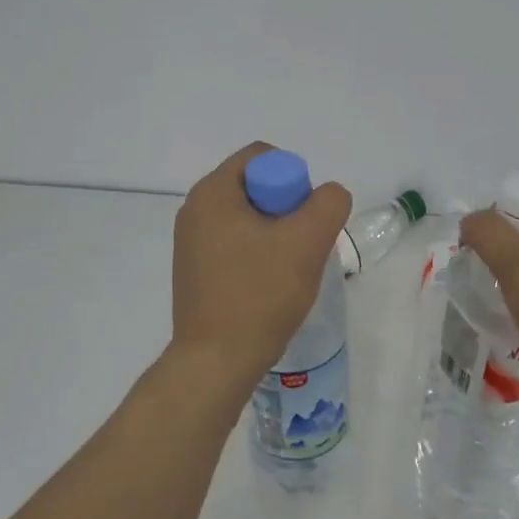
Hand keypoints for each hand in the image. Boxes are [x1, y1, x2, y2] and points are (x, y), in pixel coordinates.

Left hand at [170, 143, 352, 385]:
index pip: (262, 157)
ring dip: (276, 234)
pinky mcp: (194, 269)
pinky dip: (258, 253)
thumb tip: (327, 196)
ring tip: (289, 269)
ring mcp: (190, 241)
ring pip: (248, 217)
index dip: (293, 179)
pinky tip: (270, 284)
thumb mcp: (307, 241)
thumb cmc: (259, 294)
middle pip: (256, 186)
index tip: (305, 218)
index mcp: (212, 192)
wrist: (216, 361)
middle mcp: (194, 209)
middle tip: (303, 244)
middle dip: (287, 209)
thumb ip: (328, 204)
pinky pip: (235, 242)